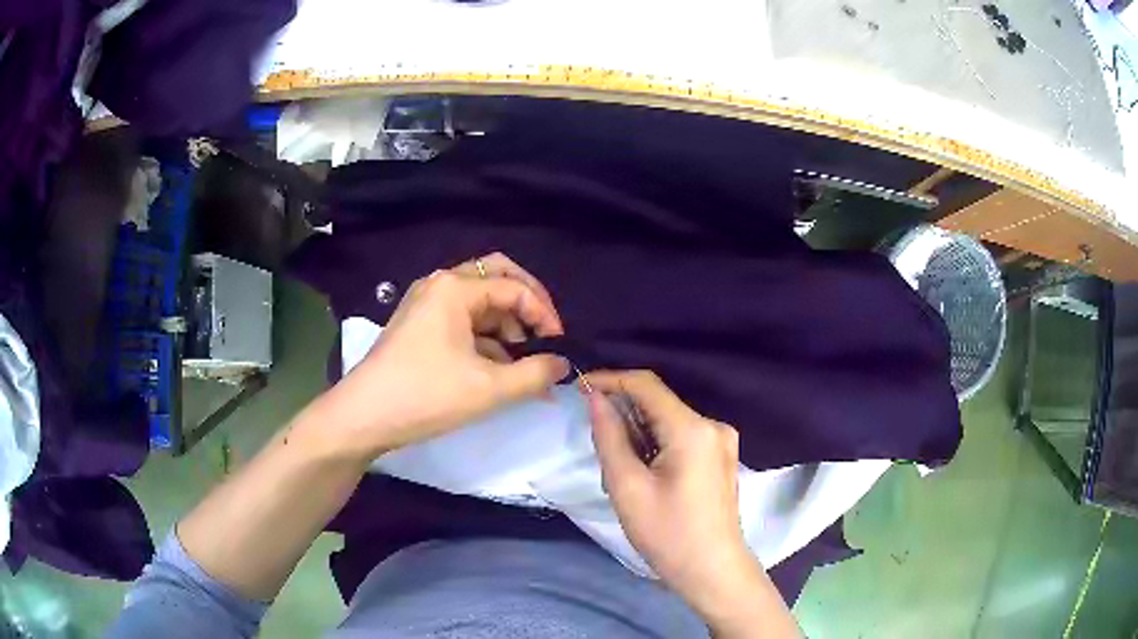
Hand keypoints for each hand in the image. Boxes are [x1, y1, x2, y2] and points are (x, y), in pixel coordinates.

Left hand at [326, 253, 569, 459]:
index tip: (560, 347)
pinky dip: (486, 339)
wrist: (363, 416)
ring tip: (525, 365)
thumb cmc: (425, 396)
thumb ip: (535, 374)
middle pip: (496, 278)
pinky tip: (500, 370)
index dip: (544, 314)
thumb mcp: (488, 388)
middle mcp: (440, 285)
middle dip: (526, 306)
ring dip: (507, 327)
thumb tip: (563, 364)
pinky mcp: (419, 326)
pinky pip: (463, 320)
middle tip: (546, 336)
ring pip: (480, 302)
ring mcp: (426, 304)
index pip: (514, 288)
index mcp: (454, 288)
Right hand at [584, 371, 799, 636]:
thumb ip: (609, 437)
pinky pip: (681, 437)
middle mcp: (712, 425)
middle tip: (599, 448)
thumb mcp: (627, 487)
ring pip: (668, 422)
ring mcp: (721, 441)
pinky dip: (656, 446)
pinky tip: (645, 475)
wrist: (713, 571)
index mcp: (692, 429)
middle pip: (658, 403)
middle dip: (623, 416)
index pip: (646, 384)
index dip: (610, 380)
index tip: (578, 389)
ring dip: (639, 434)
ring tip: (622, 472)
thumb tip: (595, 398)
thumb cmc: (667, 534)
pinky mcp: (720, 457)